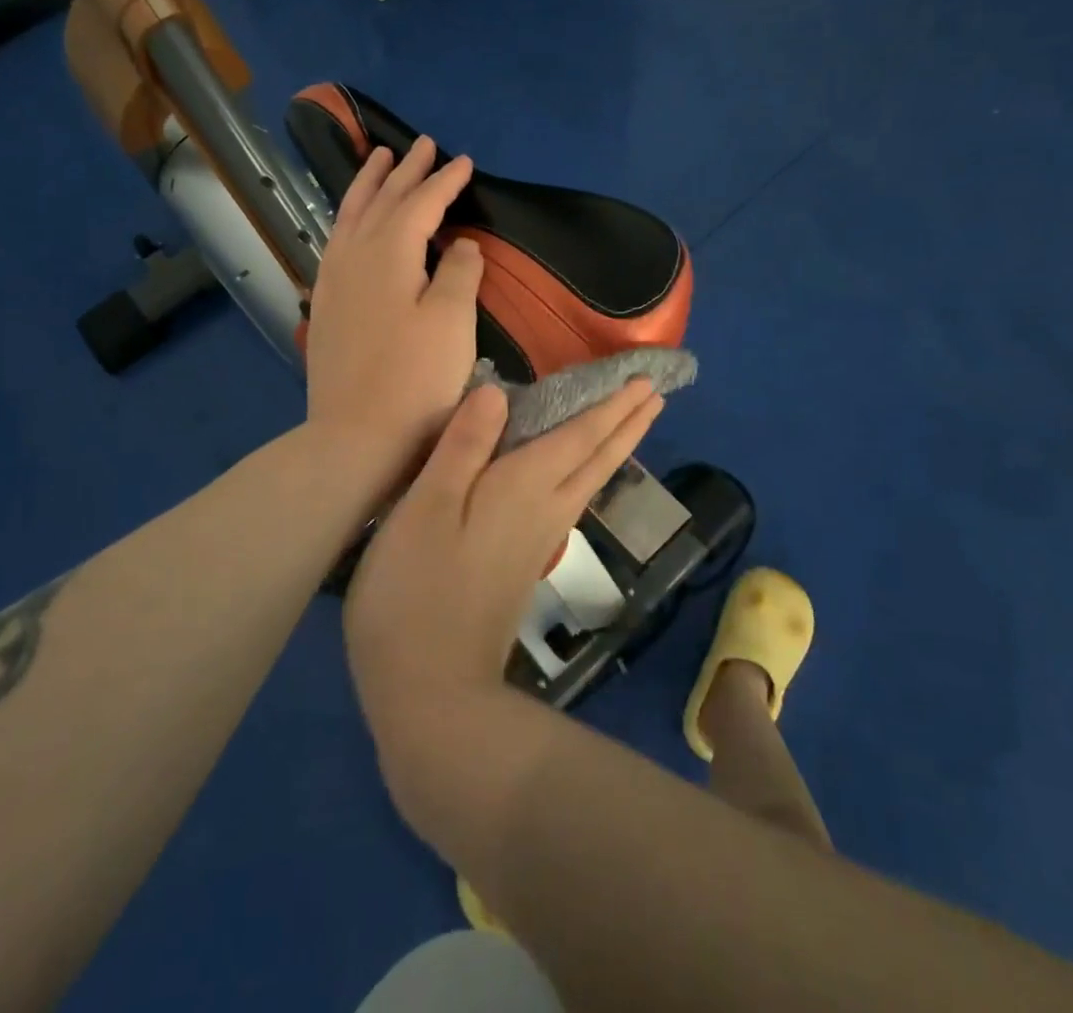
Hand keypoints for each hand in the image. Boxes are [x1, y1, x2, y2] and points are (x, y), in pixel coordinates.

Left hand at [305, 137, 482, 487]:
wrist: (356, 437)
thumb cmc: (416, 380)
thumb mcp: (452, 322)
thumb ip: (459, 273)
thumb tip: (461, 243)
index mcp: (388, 253)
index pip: (420, 204)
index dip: (444, 182)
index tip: (464, 161)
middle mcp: (354, 256)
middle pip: (381, 201)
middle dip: (404, 171)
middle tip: (421, 145)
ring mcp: (333, 281)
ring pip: (350, 216)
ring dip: (368, 185)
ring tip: (377, 159)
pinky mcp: (325, 305)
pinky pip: (336, 241)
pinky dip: (348, 218)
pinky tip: (351, 222)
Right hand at [343, 380, 664, 740]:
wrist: (432, 692)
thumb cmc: (417, 590)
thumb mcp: (427, 507)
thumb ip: (462, 446)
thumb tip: (496, 391)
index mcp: (524, 486)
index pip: (579, 435)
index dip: (610, 405)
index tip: (644, 381)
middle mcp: (544, 510)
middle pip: (597, 458)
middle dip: (627, 423)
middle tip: (655, 394)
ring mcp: (538, 542)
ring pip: (589, 481)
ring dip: (614, 447)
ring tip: (632, 424)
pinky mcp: (525, 566)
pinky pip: (571, 500)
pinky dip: (587, 474)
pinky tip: (579, 479)